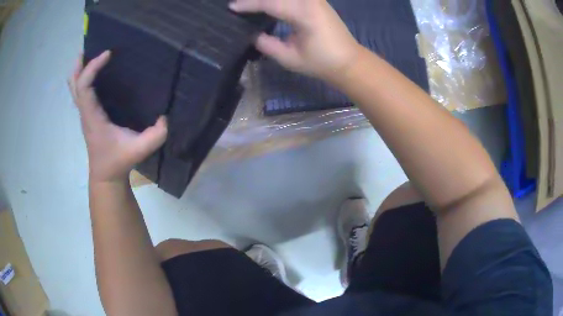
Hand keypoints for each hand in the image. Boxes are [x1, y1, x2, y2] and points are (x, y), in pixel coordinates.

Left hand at [68, 51, 167, 183]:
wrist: (106, 176)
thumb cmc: (118, 162)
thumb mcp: (139, 150)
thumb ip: (155, 135)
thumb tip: (166, 117)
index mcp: (93, 118)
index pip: (85, 88)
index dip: (92, 68)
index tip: (108, 54)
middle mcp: (86, 113)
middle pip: (74, 85)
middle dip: (79, 66)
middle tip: (88, 48)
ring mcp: (85, 115)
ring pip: (75, 89)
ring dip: (79, 71)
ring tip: (87, 55)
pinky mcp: (88, 116)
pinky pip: (81, 94)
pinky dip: (83, 80)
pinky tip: (93, 73)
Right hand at [230, 0, 360, 83]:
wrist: (348, 61)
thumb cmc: (321, 62)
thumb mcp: (290, 58)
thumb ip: (268, 44)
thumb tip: (252, 35)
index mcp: (304, 14)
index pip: (270, 3)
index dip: (249, 4)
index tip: (232, 7)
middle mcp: (310, 1)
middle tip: (240, 3)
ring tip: (252, 4)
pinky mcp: (316, 0)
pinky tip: (269, 3)